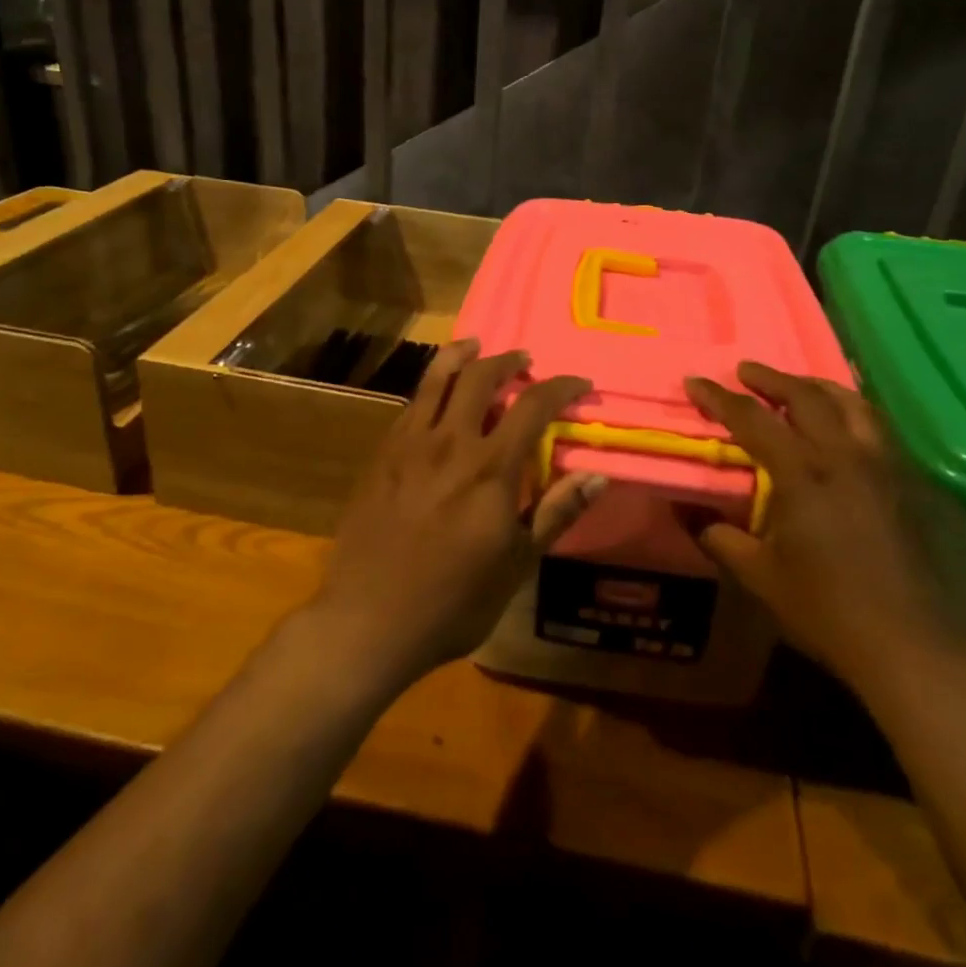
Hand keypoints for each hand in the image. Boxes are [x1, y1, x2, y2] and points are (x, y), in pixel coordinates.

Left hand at [311, 339, 606, 689]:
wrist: (369, 619)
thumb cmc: (453, 601)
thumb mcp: (517, 564)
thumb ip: (556, 513)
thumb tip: (597, 475)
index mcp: (491, 468)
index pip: (533, 406)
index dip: (560, 387)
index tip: (578, 384)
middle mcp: (451, 442)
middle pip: (480, 377)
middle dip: (508, 361)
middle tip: (524, 362)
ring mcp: (409, 444)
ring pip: (436, 378)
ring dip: (462, 355)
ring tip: (475, 346)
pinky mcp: (382, 454)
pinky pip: (411, 404)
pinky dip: (430, 386)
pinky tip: (436, 394)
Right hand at [684, 363, 959, 692]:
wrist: (911, 644)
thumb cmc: (827, 609)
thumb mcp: (760, 575)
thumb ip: (720, 537)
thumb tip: (687, 512)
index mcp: (802, 473)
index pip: (752, 419)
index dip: (719, 397)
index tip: (695, 381)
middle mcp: (843, 456)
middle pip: (806, 395)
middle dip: (770, 378)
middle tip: (745, 371)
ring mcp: (882, 466)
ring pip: (851, 403)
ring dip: (816, 386)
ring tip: (797, 385)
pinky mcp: (906, 483)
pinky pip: (876, 426)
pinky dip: (851, 410)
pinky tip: (844, 423)